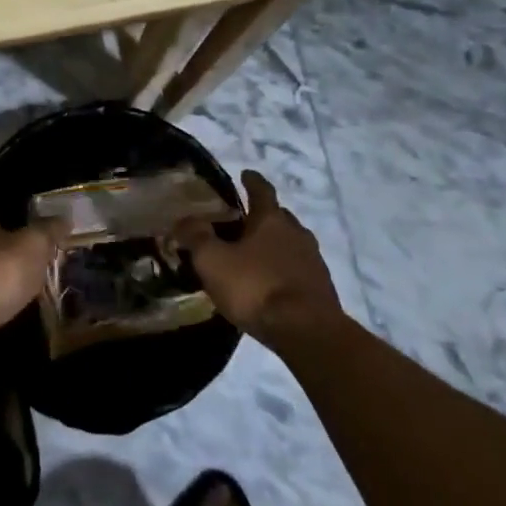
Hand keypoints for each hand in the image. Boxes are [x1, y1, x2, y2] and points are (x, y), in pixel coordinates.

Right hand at [174, 171, 343, 352]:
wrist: (308, 332)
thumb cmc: (256, 288)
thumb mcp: (214, 261)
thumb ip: (196, 237)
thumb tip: (182, 219)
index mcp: (271, 219)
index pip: (261, 190)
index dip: (252, 181)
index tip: (246, 174)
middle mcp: (296, 233)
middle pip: (280, 216)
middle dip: (264, 215)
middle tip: (245, 221)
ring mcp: (313, 261)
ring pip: (292, 243)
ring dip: (277, 245)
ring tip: (257, 256)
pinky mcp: (322, 289)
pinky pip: (299, 269)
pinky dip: (285, 270)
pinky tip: (273, 284)